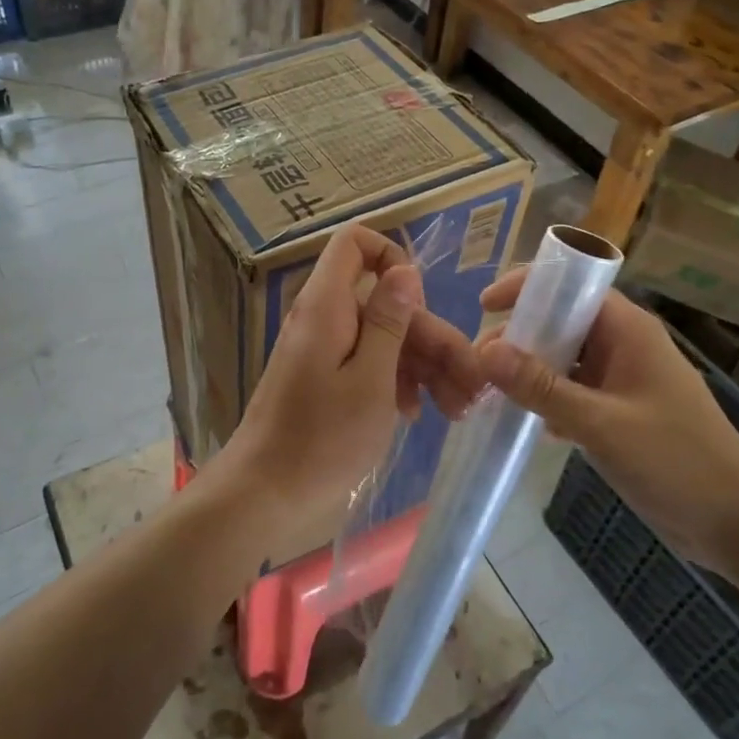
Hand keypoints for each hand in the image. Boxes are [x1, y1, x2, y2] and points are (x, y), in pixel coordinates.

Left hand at [206, 224, 481, 566]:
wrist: (266, 495)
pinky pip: (366, 362)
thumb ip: (389, 321)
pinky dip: (396, 380)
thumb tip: (405, 269)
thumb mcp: (370, 379)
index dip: (392, 256)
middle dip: (432, 337)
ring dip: (424, 365)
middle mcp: (323, 318)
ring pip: (381, 336)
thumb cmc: (322, 439)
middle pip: (384, 302)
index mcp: (327, 305)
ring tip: (459, 408)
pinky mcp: (324, 379)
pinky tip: (419, 413)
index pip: (354, 243)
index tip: (422, 301)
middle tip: (473, 384)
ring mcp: (323, 350)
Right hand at [477, 275, 738, 578]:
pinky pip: (573, 393)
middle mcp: (624, 346)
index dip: (528, 288)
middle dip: (519, 337)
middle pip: (562, 323)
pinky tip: (522, 423)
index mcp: (628, 330)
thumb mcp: (600, 422)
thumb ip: (541, 386)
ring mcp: (623, 381)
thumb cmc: (676, 461)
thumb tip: (484, 351)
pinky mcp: (621, 414)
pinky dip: (547, 401)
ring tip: (489, 393)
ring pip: (565, 361)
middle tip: (478, 365)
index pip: (571, 286)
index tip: (484, 306)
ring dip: (529, 373)